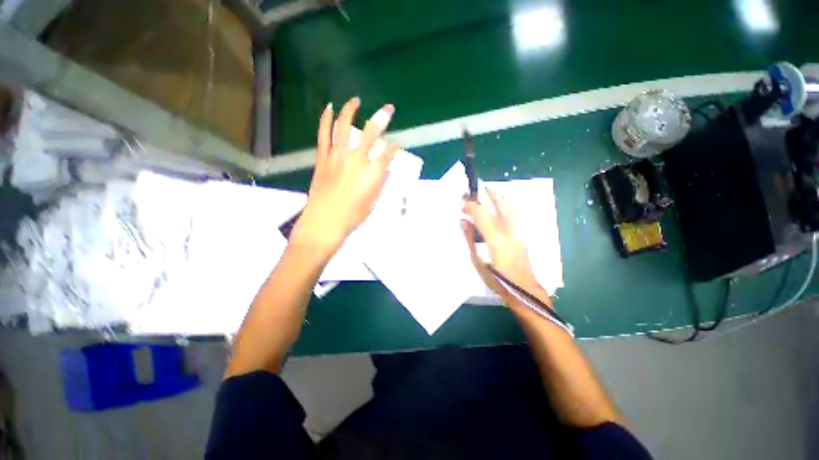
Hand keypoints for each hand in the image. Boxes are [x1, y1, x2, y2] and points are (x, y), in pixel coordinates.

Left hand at [291, 97, 398, 256]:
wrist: (323, 223)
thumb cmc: (352, 216)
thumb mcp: (373, 201)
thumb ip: (380, 182)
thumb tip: (384, 169)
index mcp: (372, 173)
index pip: (388, 153)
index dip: (395, 147)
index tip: (397, 145)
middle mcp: (357, 160)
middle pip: (371, 133)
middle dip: (382, 118)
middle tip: (388, 109)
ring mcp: (337, 156)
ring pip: (344, 126)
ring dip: (351, 110)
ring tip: (356, 100)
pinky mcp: (323, 158)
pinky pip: (324, 134)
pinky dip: (326, 119)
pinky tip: (329, 108)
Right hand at [461, 189, 551, 306]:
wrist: (524, 289)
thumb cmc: (497, 280)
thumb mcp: (478, 261)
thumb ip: (470, 239)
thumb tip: (463, 222)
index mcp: (496, 238)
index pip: (482, 213)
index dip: (471, 205)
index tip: (462, 203)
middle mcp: (510, 230)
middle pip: (500, 203)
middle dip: (486, 194)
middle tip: (473, 192)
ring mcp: (519, 230)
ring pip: (509, 205)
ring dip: (496, 197)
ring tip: (484, 194)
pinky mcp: (522, 233)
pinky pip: (512, 213)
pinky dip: (502, 205)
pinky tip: (495, 208)